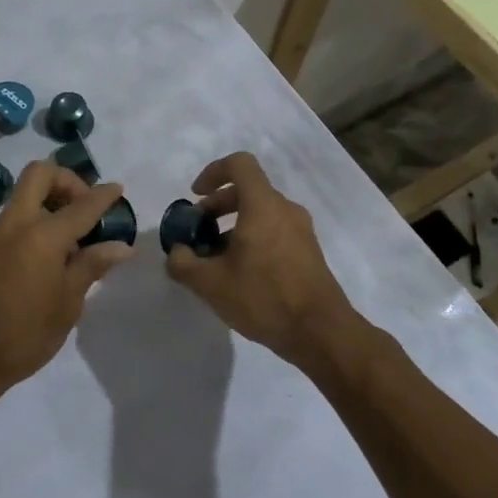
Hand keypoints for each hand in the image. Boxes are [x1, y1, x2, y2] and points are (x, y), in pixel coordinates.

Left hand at [0, 161, 131, 410]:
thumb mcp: (66, 306)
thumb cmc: (21, 337)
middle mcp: (16, 224)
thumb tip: (121, 245)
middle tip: (85, 208)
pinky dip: (35, 221)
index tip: (118, 190)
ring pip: (24, 195)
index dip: (104, 195)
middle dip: (67, 180)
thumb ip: (91, 267)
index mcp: (42, 236)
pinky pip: (14, 218)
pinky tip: (49, 258)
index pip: (82, 205)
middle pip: (40, 174)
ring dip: (50, 201)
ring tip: (73, 241)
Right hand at [164, 152, 359, 367]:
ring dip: (234, 225)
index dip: (213, 172)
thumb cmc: (264, 297)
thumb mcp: (210, 284)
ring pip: (261, 213)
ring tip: (214, 257)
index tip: (195, 195)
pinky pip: (274, 231)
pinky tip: (239, 273)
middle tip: (198, 231)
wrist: (321, 333)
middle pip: (248, 190)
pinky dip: (252, 238)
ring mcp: (301, 231)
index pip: (240, 164)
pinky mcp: (308, 252)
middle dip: (218, 205)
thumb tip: (177, 252)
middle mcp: (285, 209)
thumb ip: (183, 263)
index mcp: (263, 205)